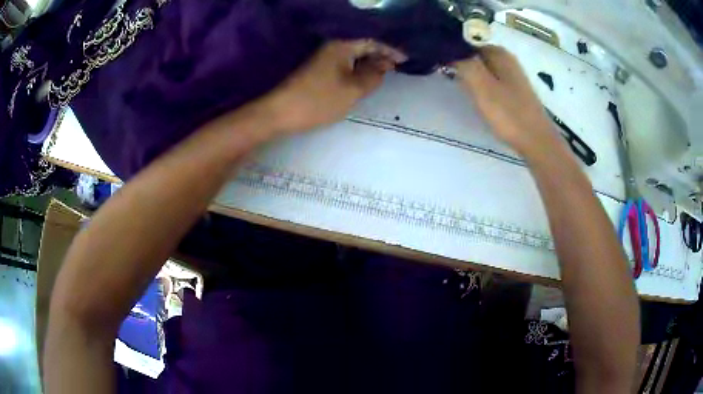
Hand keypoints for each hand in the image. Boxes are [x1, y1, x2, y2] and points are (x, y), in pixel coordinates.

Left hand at [256, 40, 404, 136]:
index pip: (372, 41)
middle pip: (362, 46)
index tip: (405, 59)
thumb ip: (373, 76)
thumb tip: (384, 65)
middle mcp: (332, 47)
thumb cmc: (319, 100)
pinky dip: (357, 70)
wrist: (281, 113)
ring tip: (384, 74)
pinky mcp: (318, 70)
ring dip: (369, 64)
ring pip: (353, 56)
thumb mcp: (353, 90)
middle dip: (380, 56)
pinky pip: (344, 65)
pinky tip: (364, 79)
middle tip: (396, 67)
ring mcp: (323, 58)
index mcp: (342, 46)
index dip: (390, 49)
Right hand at [452, 46, 556, 155]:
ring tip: (455, 84)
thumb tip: (446, 47)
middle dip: (459, 61)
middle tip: (443, 74)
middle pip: (474, 53)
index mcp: (498, 53)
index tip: (436, 61)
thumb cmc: (509, 113)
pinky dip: (479, 83)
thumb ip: (463, 63)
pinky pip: (490, 79)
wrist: (536, 141)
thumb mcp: (481, 85)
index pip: (466, 41)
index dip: (450, 49)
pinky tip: (475, 95)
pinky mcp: (513, 90)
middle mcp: (506, 59)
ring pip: (481, 67)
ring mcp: (511, 75)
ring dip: (468, 73)